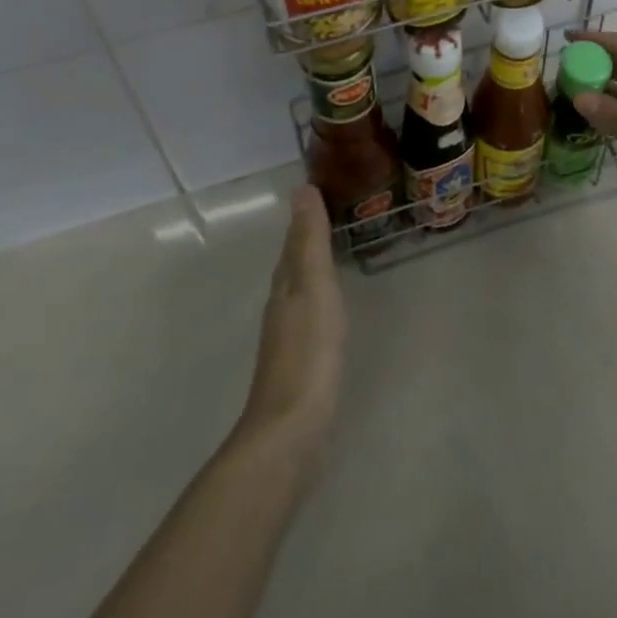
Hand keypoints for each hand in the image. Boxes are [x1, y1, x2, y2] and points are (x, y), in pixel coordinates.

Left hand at [238, 185, 346, 456]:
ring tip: (334, 250)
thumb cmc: (308, 351)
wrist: (291, 430)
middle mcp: (281, 303)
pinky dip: (319, 296)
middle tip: (335, 211)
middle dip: (308, 237)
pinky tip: (329, 305)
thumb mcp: (314, 286)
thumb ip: (309, 240)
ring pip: (299, 287)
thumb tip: (301, 189)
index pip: (294, 239)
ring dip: (312, 266)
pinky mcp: (300, 361)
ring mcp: (288, 335)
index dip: (306, 214)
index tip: (322, 187)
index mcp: (285, 283)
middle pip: (294, 261)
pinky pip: (309, 312)